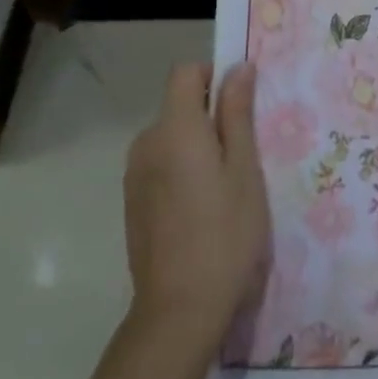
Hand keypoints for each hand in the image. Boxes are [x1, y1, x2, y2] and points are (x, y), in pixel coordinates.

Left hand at [123, 63, 267, 359]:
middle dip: (209, 115)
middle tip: (244, 152)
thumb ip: (237, 114)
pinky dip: (180, 169)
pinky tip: (201, 208)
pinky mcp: (132, 202)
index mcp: (175, 128)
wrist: (179, 310)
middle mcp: (147, 142)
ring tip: (225, 185)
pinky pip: (159, 164)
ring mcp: (134, 174)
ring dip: (195, 145)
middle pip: (177, 105)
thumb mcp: (244, 170)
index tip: (240, 102)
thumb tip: (238, 68)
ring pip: (169, 137)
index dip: (212, 76)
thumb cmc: (226, 233)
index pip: (185, 73)